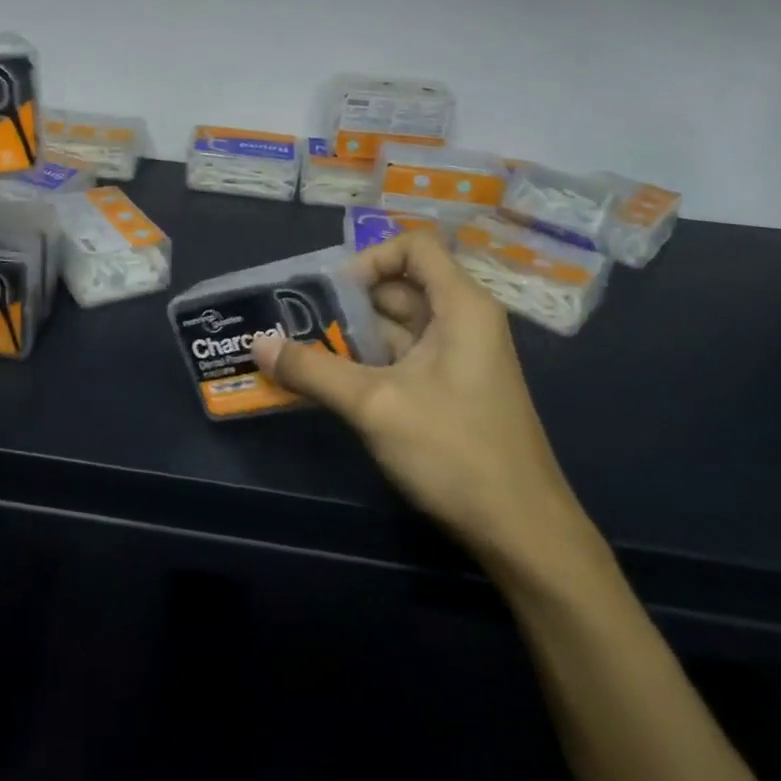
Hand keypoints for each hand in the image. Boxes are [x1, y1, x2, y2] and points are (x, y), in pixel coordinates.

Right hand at [252, 231, 594, 574]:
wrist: (523, 534)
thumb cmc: (455, 452)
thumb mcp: (374, 405)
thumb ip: (312, 370)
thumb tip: (257, 344)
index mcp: (460, 306)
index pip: (414, 246)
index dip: (370, 258)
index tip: (333, 295)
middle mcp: (463, 320)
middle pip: (400, 285)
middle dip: (348, 302)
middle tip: (299, 325)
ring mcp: (459, 356)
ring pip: (398, 325)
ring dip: (352, 336)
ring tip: (304, 354)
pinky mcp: (452, 388)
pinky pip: (404, 357)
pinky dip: (368, 362)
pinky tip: (332, 385)